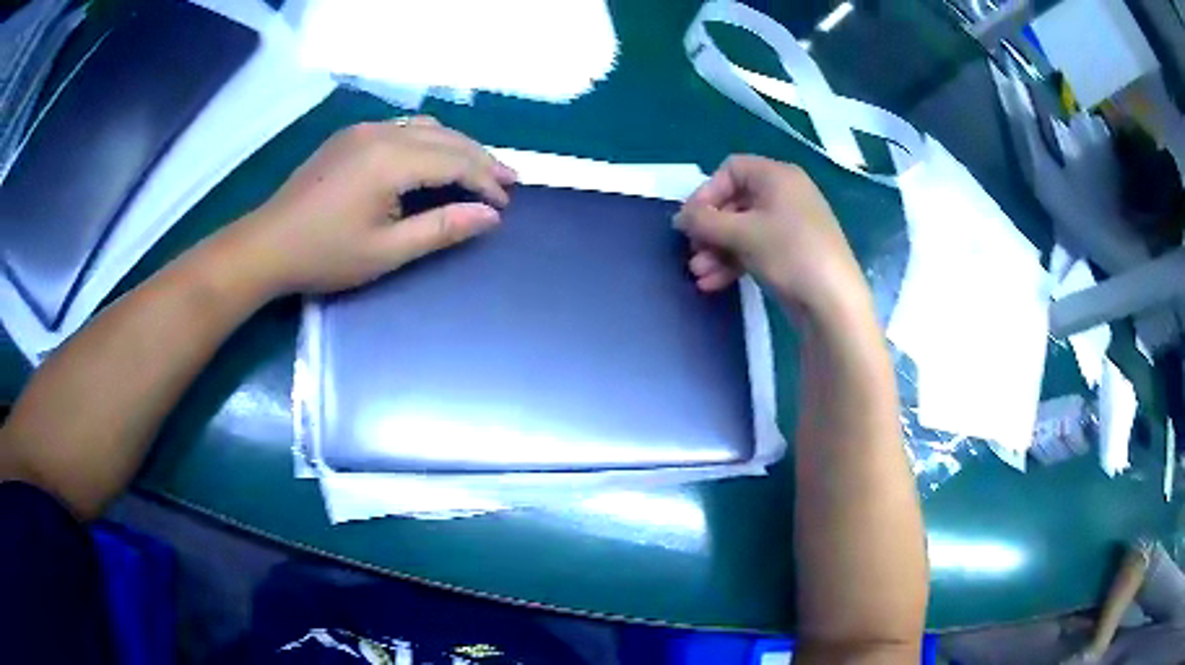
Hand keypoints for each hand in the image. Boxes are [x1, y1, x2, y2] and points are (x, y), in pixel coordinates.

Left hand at [233, 116, 516, 294]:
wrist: (266, 244)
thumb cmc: (323, 255)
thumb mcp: (386, 252)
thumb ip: (440, 229)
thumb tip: (490, 216)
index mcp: (391, 160)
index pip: (455, 161)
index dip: (485, 180)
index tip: (505, 203)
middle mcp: (382, 133)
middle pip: (447, 138)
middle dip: (481, 158)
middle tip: (509, 180)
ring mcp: (363, 130)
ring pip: (427, 127)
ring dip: (458, 145)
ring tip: (479, 168)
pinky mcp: (350, 136)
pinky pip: (404, 127)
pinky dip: (431, 140)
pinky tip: (435, 157)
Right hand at [675, 155, 867, 317]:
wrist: (833, 303)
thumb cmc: (789, 254)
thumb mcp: (742, 234)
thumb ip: (705, 221)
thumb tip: (680, 217)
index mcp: (777, 177)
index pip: (731, 170)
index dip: (706, 192)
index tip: (690, 220)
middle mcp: (785, 195)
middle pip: (734, 201)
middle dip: (709, 229)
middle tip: (693, 251)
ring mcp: (790, 225)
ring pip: (742, 229)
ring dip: (717, 250)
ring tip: (700, 275)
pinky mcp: (791, 252)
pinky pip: (755, 248)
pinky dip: (734, 261)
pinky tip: (714, 283)